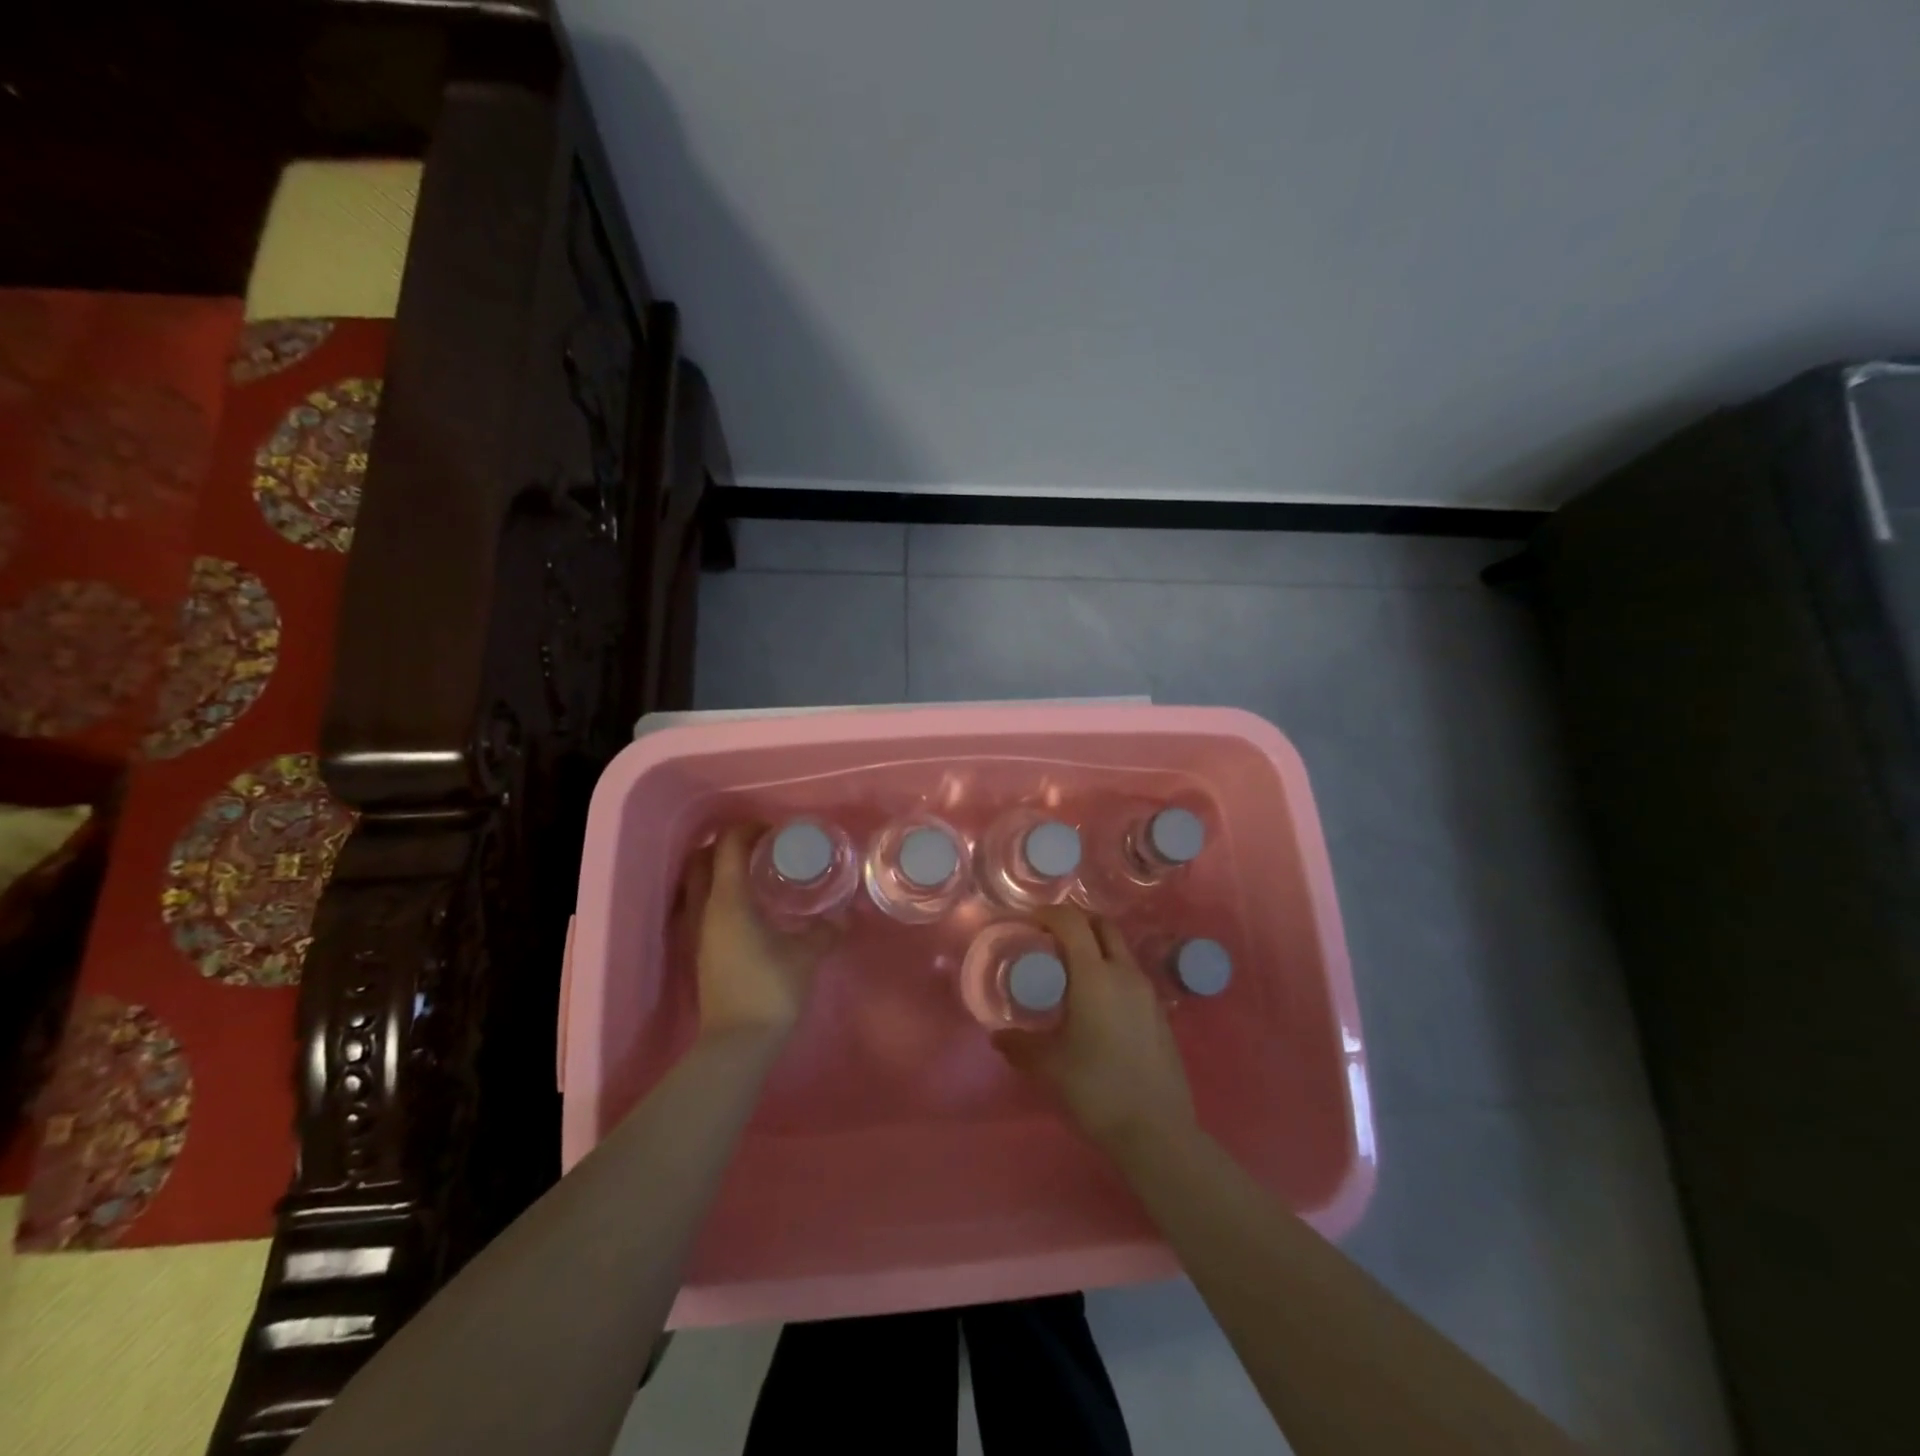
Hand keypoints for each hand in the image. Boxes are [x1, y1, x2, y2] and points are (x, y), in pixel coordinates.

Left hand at [677, 825, 840, 1043]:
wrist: (737, 1043)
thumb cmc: (771, 989)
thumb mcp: (807, 955)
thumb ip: (826, 930)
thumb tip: (845, 915)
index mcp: (729, 900)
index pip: (729, 846)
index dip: (749, 829)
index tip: (775, 830)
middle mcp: (706, 908)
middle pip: (702, 859)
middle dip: (727, 845)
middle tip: (761, 847)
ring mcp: (698, 930)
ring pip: (697, 883)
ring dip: (719, 869)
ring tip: (754, 873)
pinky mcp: (701, 950)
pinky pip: (702, 905)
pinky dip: (719, 893)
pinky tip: (748, 906)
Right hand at [992, 905, 1194, 1153]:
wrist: (1157, 1131)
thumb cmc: (1096, 1089)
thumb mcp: (1049, 1066)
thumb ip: (1020, 1045)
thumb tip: (998, 1036)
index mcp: (1095, 976)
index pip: (1072, 923)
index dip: (1049, 913)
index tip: (1029, 921)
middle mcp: (1124, 973)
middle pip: (1102, 926)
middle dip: (1076, 922)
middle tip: (1050, 938)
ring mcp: (1147, 993)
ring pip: (1120, 950)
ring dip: (1095, 947)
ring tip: (1071, 972)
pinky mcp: (1160, 1014)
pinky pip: (1131, 976)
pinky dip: (1111, 972)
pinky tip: (1097, 1005)